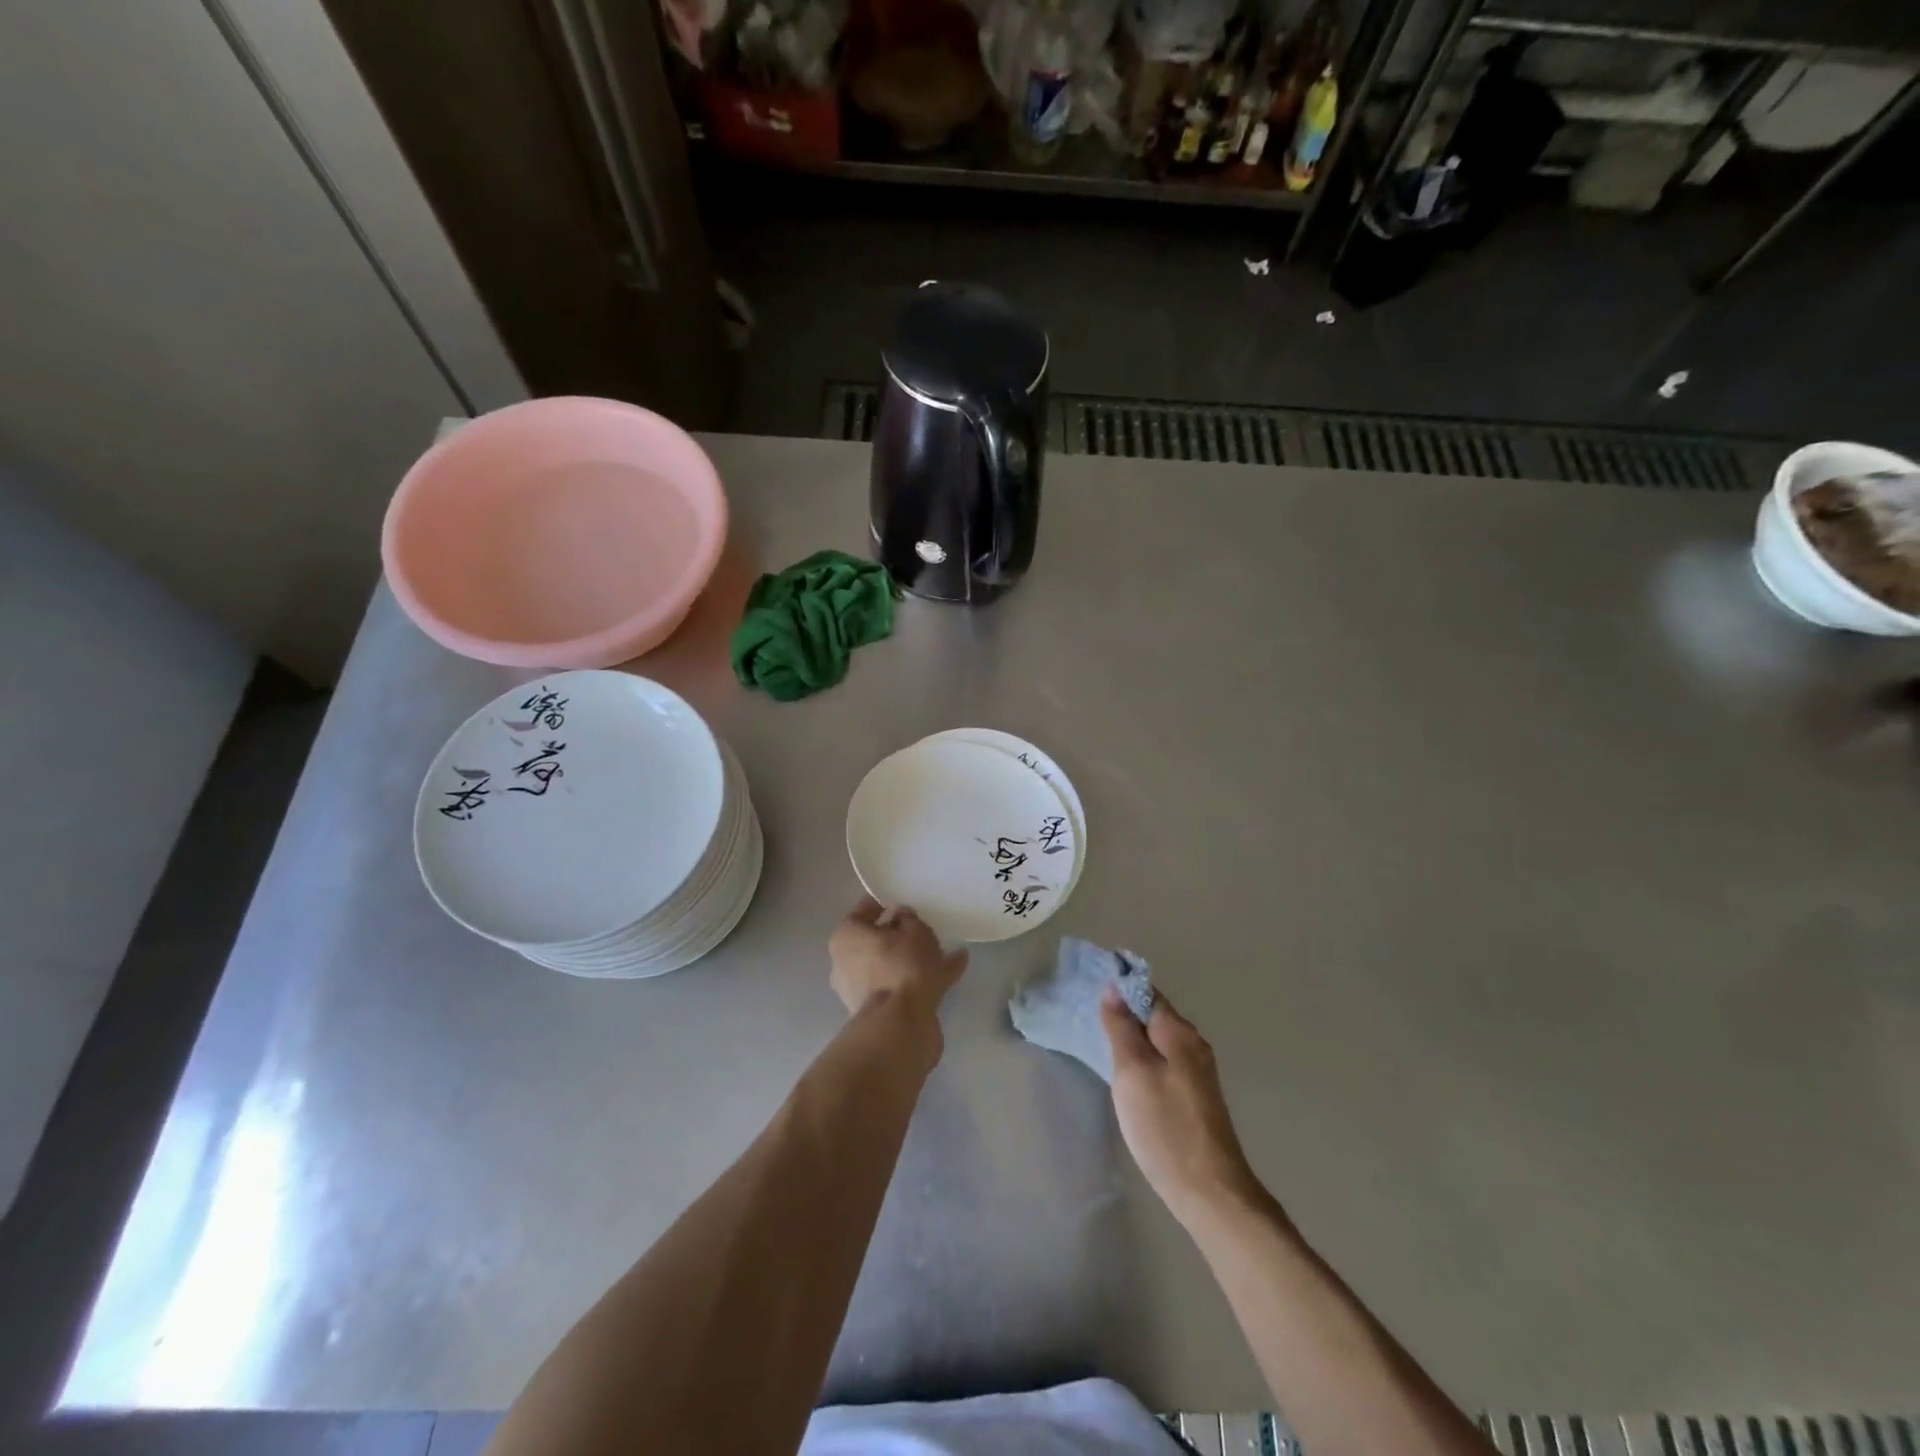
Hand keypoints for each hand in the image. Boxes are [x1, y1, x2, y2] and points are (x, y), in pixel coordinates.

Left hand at [829, 897, 967, 1019]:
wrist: (900, 1026)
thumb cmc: (901, 966)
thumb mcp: (914, 931)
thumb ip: (909, 919)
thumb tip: (902, 919)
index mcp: (846, 937)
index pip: (866, 909)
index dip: (888, 903)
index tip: (909, 902)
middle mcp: (846, 962)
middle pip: (877, 940)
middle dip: (901, 934)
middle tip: (926, 926)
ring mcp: (861, 990)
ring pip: (892, 965)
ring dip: (915, 958)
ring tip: (947, 948)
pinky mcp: (880, 1011)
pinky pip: (905, 985)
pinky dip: (926, 978)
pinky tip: (955, 966)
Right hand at [1101, 990, 1267, 1228]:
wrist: (1209, 1191)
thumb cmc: (1165, 1126)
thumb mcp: (1133, 1072)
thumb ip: (1122, 1028)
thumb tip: (1113, 989)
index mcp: (1179, 1032)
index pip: (1146, 992)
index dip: (1118, 988)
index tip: (1088, 988)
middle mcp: (1193, 1044)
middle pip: (1152, 1015)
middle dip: (1122, 1012)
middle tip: (1086, 1017)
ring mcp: (1197, 1072)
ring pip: (1156, 1041)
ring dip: (1131, 1038)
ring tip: (1098, 1041)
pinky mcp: (1194, 1096)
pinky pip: (1162, 1062)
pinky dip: (1141, 1059)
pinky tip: (1124, 1073)